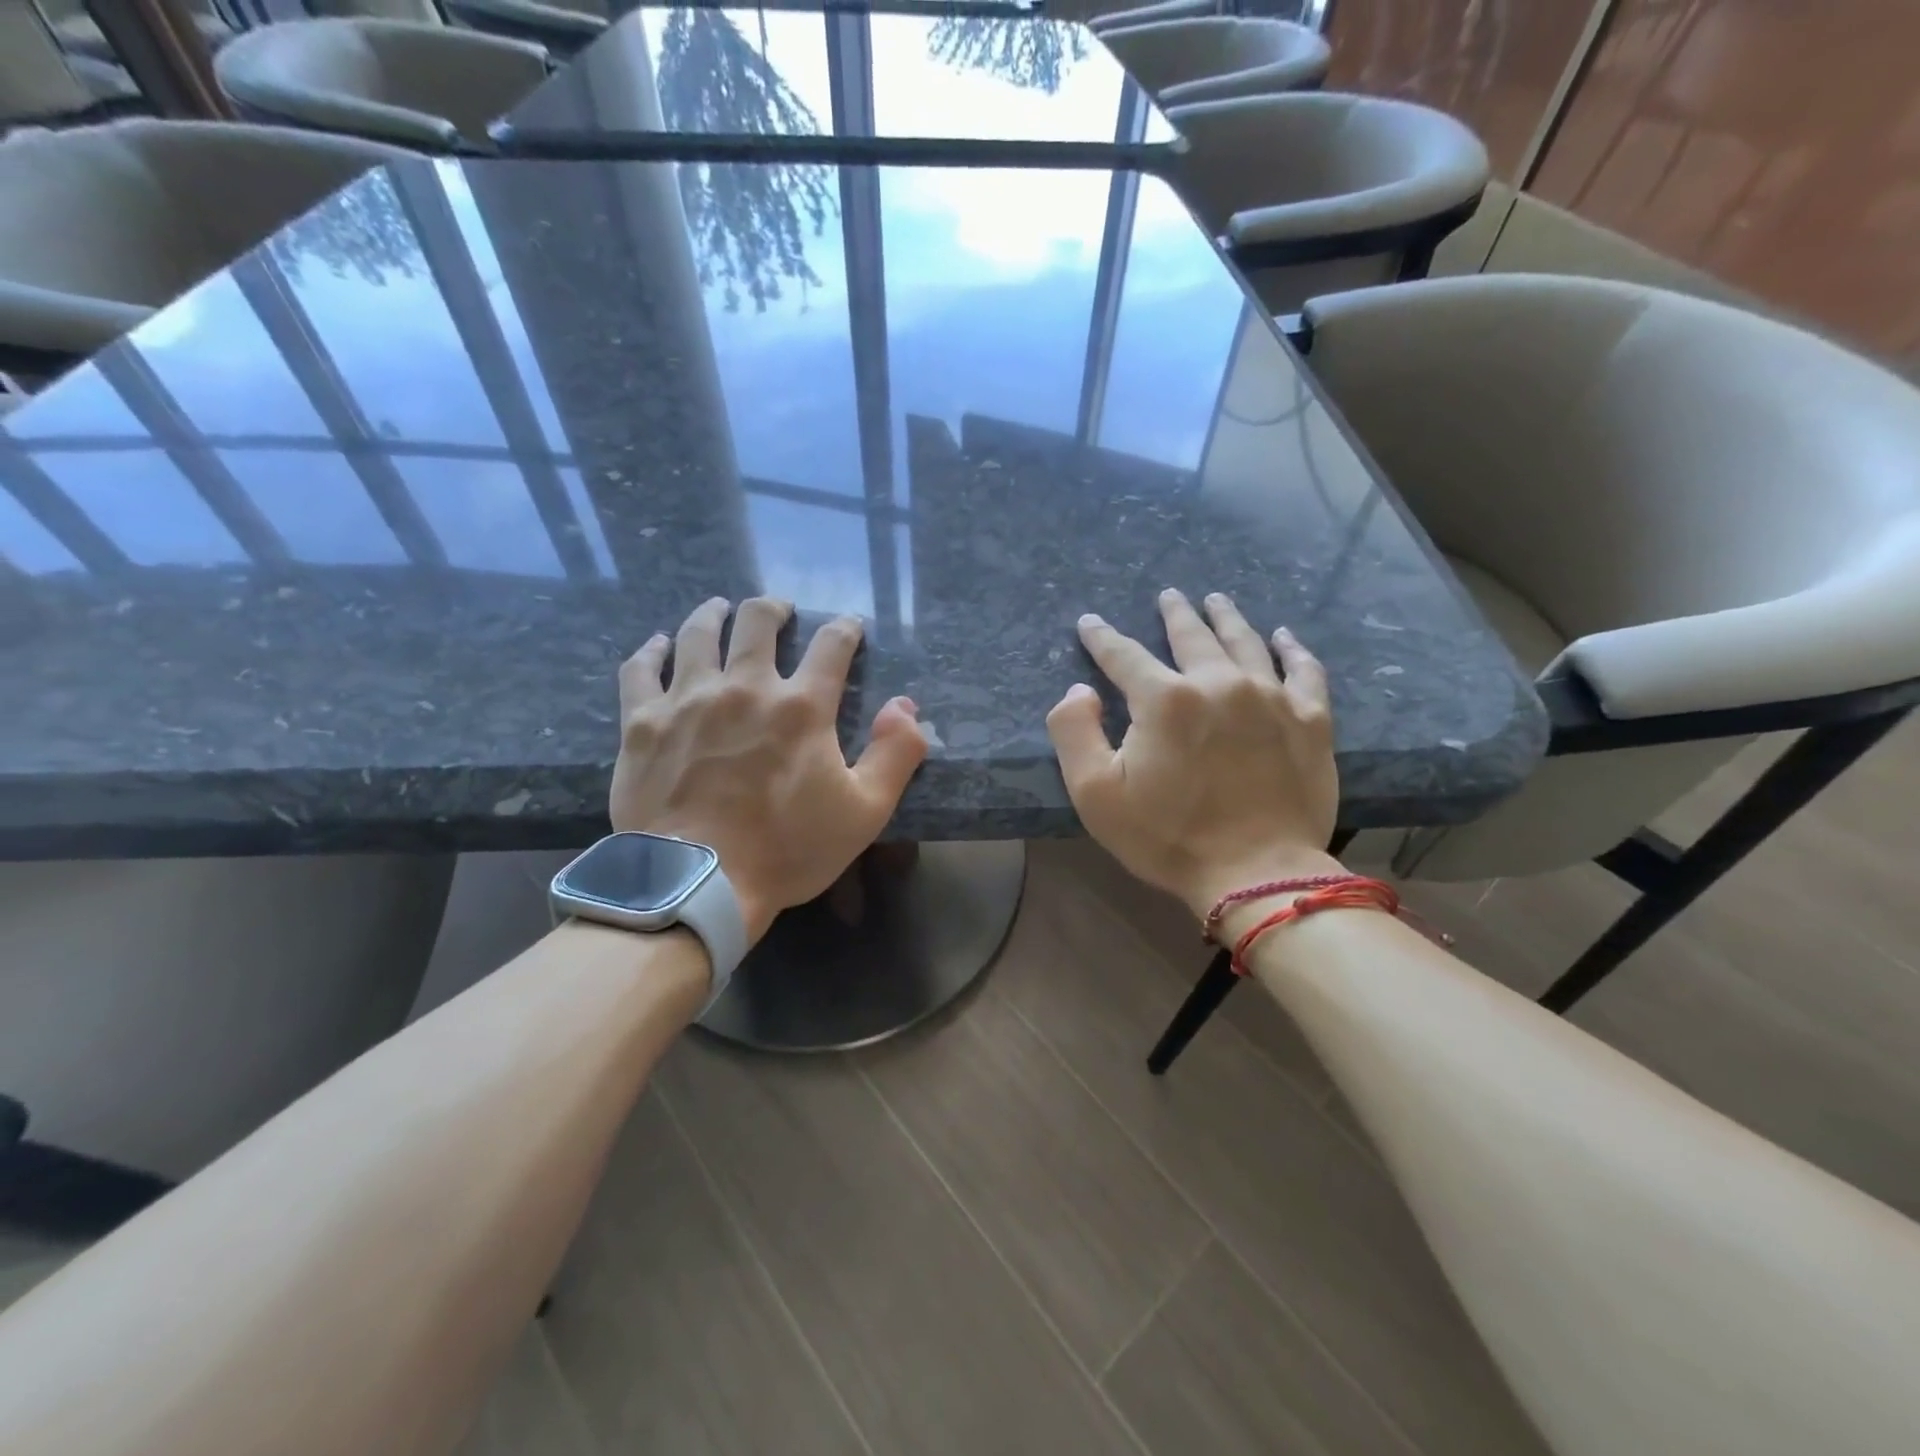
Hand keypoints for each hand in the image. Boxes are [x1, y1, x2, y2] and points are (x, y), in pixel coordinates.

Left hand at [610, 596, 927, 943]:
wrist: (698, 883)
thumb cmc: (788, 849)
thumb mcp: (865, 811)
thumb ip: (895, 754)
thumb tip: (906, 706)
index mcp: (801, 707)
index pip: (831, 646)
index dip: (845, 629)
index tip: (849, 625)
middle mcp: (745, 687)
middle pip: (758, 622)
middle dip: (774, 609)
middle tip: (779, 610)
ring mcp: (688, 699)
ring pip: (698, 633)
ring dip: (713, 614)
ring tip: (719, 609)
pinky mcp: (643, 722)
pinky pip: (641, 668)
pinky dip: (651, 651)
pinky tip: (658, 645)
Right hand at [1046, 589, 1340, 921]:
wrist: (1256, 874)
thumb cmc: (1167, 837)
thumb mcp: (1094, 794)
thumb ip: (1073, 732)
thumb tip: (1080, 691)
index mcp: (1164, 699)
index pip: (1123, 654)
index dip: (1102, 637)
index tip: (1091, 623)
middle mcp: (1218, 683)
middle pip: (1192, 635)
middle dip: (1175, 614)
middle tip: (1169, 596)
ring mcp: (1271, 697)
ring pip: (1245, 642)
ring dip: (1227, 618)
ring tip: (1216, 601)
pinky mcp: (1310, 719)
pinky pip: (1304, 670)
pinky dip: (1292, 649)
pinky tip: (1284, 636)